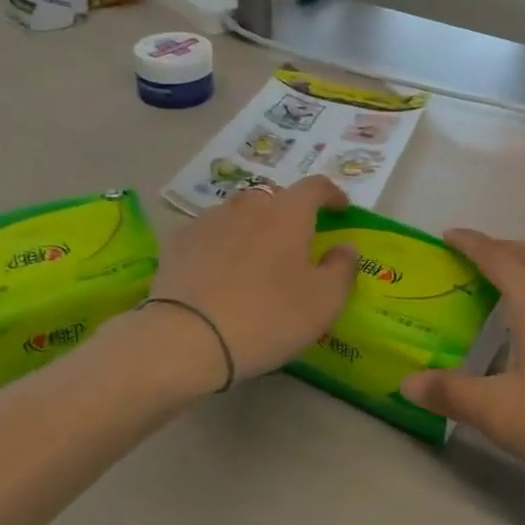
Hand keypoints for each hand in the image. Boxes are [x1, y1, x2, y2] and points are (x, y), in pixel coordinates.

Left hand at [148, 176, 357, 387]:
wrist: (185, 338)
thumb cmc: (267, 317)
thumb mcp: (324, 302)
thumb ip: (343, 268)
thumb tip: (345, 247)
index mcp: (288, 213)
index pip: (315, 186)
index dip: (332, 194)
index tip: (340, 209)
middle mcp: (248, 205)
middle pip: (275, 198)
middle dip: (290, 214)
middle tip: (297, 243)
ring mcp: (209, 219)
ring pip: (241, 213)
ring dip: (254, 227)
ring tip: (257, 257)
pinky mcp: (179, 240)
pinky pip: (212, 233)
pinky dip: (223, 243)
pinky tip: (221, 270)